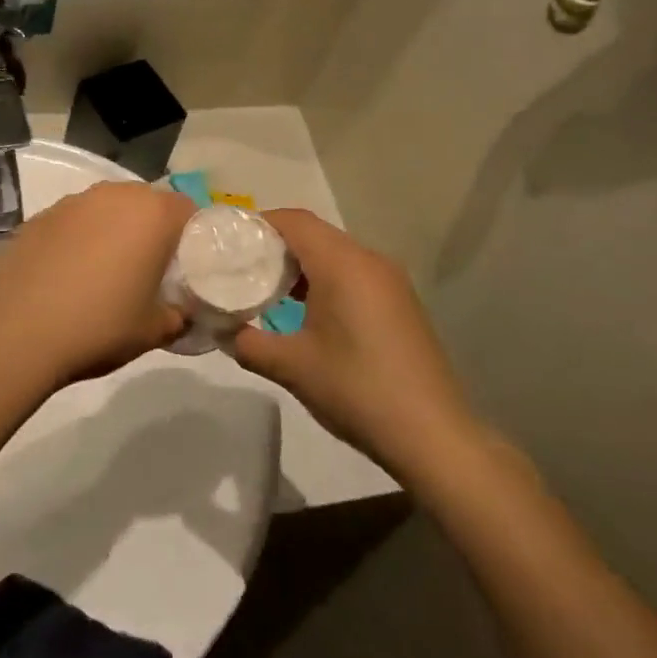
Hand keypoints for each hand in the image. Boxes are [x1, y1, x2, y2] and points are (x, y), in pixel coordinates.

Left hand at [0, 183, 192, 390]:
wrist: (16, 331)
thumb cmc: (99, 326)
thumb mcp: (154, 331)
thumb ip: (179, 315)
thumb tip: (183, 312)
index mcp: (151, 214)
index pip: (187, 210)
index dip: (192, 237)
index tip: (186, 267)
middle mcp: (113, 195)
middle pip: (146, 203)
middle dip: (153, 230)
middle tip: (150, 269)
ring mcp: (72, 202)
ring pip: (108, 208)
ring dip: (114, 230)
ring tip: (106, 271)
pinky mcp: (40, 217)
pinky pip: (74, 221)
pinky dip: (80, 238)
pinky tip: (69, 273)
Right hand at [229, 210, 479, 472]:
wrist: (433, 436)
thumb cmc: (356, 390)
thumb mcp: (290, 367)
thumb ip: (247, 342)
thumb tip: (223, 331)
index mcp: (342, 264)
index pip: (294, 221)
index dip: (259, 224)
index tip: (229, 243)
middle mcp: (369, 261)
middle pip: (314, 233)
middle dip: (276, 244)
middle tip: (241, 268)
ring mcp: (390, 282)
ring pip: (336, 253)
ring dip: (301, 264)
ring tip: (267, 290)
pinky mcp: (400, 303)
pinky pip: (354, 273)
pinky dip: (325, 279)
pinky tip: (307, 311)